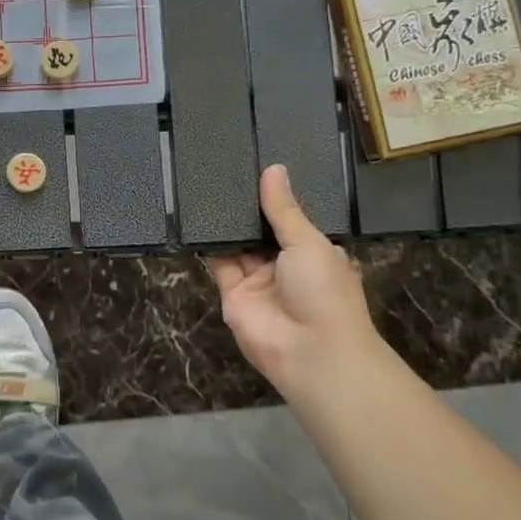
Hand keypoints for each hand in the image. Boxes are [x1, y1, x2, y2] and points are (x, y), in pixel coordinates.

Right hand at [209, 165, 381, 399]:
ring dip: (227, 223)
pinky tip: (196, 215)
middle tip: (224, 170)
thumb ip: (284, 209)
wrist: (311, 351)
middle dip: (247, 208)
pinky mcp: (232, 293)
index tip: (257, 168)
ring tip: (206, 184)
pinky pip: (218, 263)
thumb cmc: (323, 291)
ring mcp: (257, 280)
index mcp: (313, 252)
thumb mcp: (309, 242)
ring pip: (238, 244)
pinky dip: (209, 244)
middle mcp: (284, 265)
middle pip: (261, 231)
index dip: (275, 198)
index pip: (290, 220)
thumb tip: (273, 170)